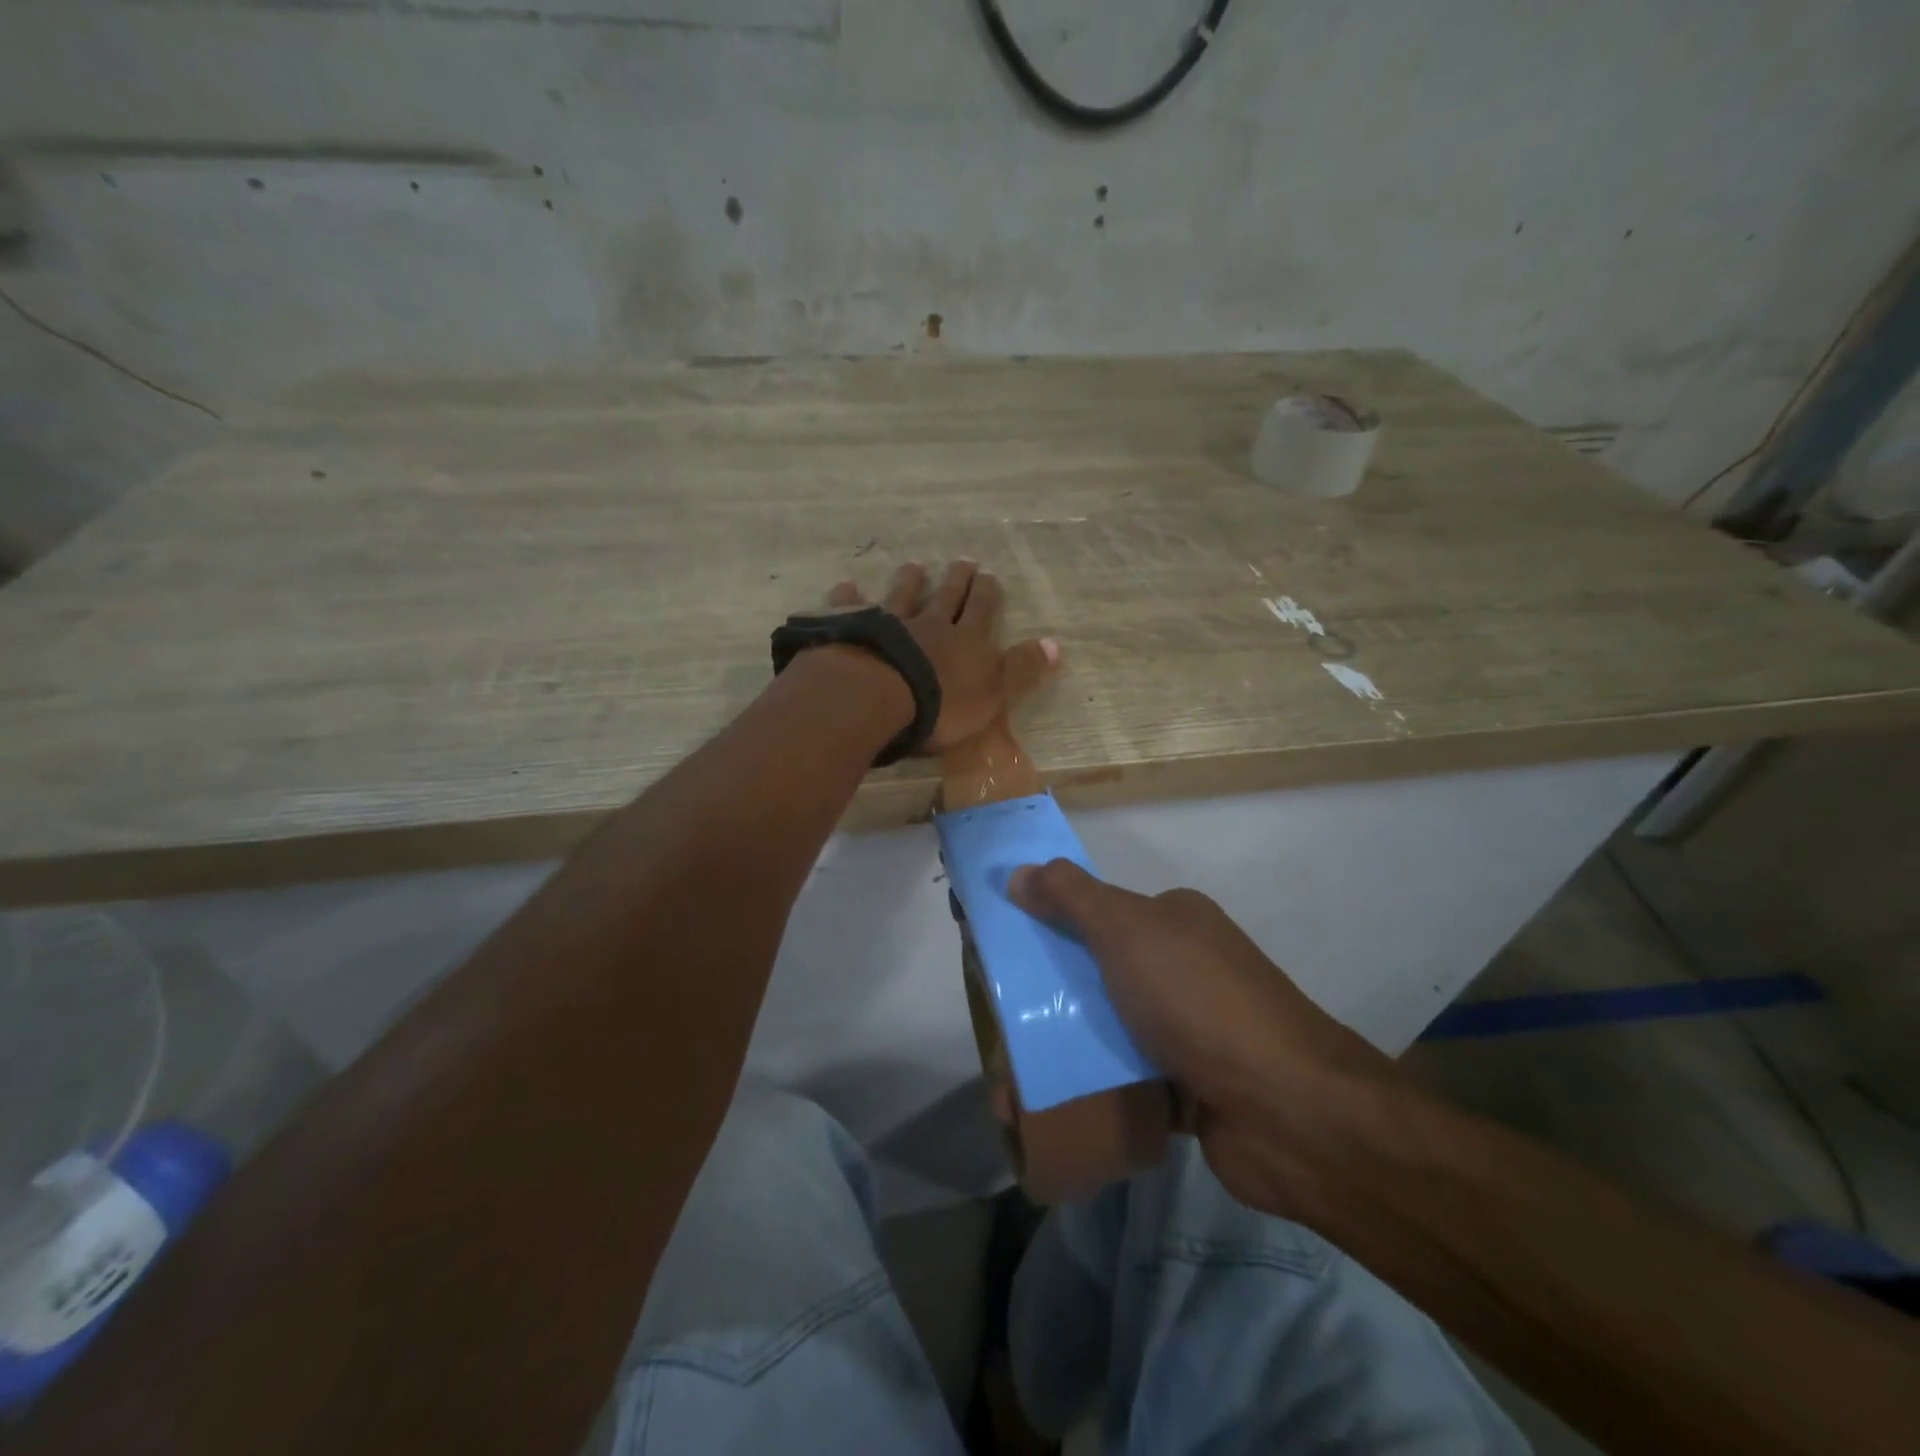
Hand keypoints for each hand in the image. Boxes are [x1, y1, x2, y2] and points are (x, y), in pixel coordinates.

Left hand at [828, 560, 1058, 753]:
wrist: (878, 698)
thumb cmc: (941, 706)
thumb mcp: (994, 695)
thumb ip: (1021, 670)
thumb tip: (1056, 645)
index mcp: (966, 641)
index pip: (981, 610)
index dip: (987, 594)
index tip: (989, 575)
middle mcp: (929, 624)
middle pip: (946, 596)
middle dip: (957, 579)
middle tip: (962, 561)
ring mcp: (888, 623)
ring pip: (902, 595)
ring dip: (910, 580)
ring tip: (916, 565)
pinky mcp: (853, 630)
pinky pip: (851, 607)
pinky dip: (850, 596)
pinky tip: (847, 585)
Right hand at [1008, 859, 1402, 1218]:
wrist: (1289, 1111)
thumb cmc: (1198, 1000)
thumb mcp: (1127, 930)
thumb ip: (1071, 898)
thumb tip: (1020, 871)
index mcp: (1172, 921)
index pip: (1094, 912)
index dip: (1043, 925)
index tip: (998, 957)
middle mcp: (1180, 968)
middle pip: (1093, 974)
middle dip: (1042, 1001)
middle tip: (995, 1031)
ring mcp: (1186, 1031)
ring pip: (1105, 1032)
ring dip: (1058, 1054)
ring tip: (1008, 1089)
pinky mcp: (1187, 1089)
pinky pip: (1123, 1081)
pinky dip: (1087, 1092)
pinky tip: (1044, 1114)